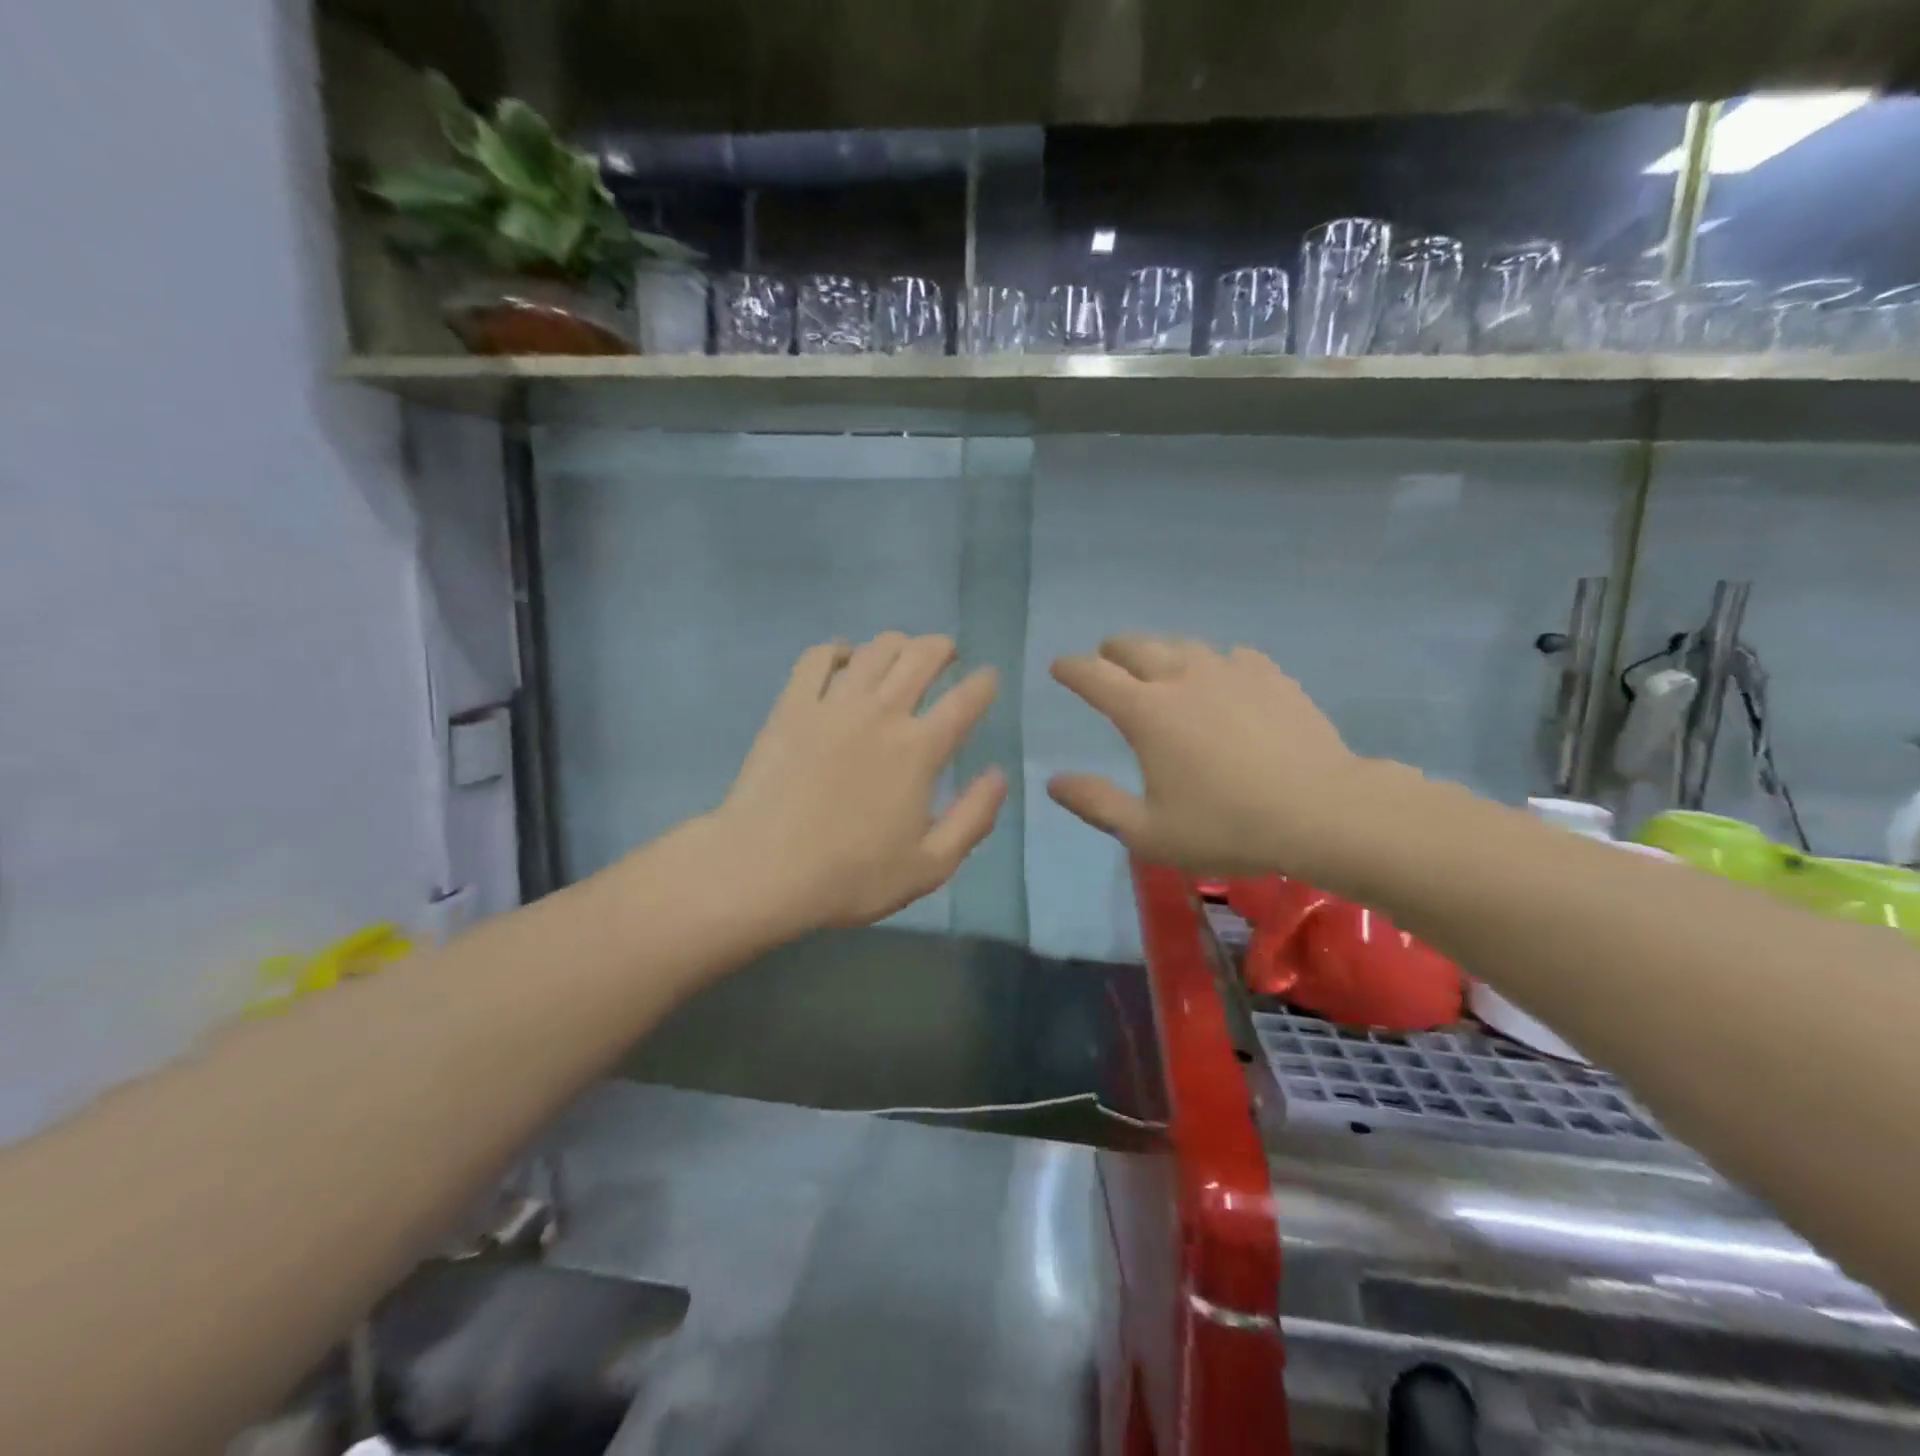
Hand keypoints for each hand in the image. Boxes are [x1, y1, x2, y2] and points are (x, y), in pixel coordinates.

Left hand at [715, 632, 1005, 930]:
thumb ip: (974, 818)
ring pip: (875, 650)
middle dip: (943, 648)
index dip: (984, 683)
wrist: (764, 871)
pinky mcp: (792, 706)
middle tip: (947, 656)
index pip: (965, 700)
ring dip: (898, 643)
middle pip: (921, 657)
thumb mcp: (931, 866)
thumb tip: (999, 775)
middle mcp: (882, 713)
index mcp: (920, 750)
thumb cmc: (852, 877)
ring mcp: (833, 704)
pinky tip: (845, 658)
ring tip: (902, 652)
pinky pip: (817, 658)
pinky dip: (837, 649)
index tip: (988, 679)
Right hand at [1048, 636, 1388, 881]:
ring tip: (1160, 667)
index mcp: (1145, 712)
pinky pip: (1231, 656)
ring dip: (1161, 652)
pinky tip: (1224, 678)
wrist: (1321, 811)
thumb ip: (1096, 804)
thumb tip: (1054, 782)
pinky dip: (1214, 663)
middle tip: (1106, 660)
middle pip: (1135, 645)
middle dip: (1112, 650)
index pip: (1093, 676)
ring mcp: (1229, 671)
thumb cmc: (1226, 826)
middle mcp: (1181, 678)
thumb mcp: (1148, 833)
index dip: (1070, 668)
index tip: (1059, 667)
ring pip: (1183, 645)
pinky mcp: (1270, 676)